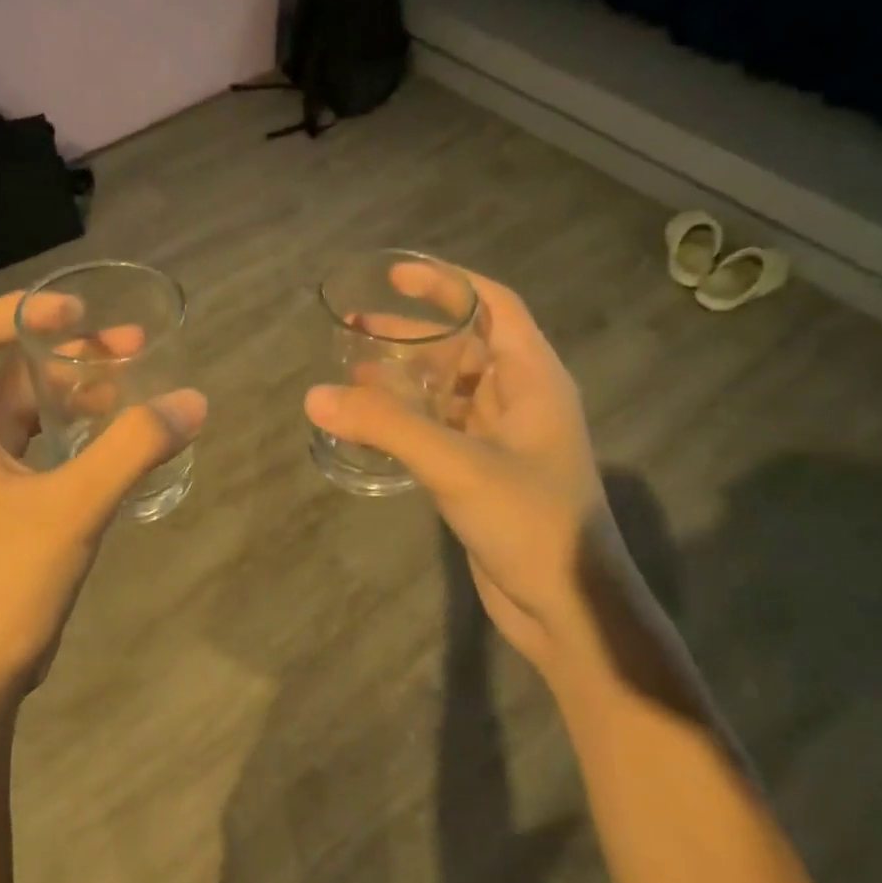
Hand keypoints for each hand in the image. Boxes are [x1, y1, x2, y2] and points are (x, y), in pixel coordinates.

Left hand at [0, 290, 206, 712]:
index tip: (82, 314)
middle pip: (9, 370)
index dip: (23, 311)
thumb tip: (192, 401)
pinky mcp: (3, 509)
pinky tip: (118, 443)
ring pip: (28, 411)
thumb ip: (133, 449)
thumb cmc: (3, 584)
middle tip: (132, 349)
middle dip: (68, 351)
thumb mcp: (73, 508)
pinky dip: (77, 434)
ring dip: (76, 392)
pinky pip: (41, 450)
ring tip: (134, 387)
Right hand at [305, 266, 613, 670]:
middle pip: (462, 347)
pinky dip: (404, 421)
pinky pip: (438, 430)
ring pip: (446, 391)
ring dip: (403, 380)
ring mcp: (500, 439)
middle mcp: (519, 400)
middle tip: (356, 327)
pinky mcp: (480, 472)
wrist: (566, 606)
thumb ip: (387, 427)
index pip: (495, 307)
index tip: (396, 275)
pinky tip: (367, 424)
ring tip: (350, 373)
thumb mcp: (457, 465)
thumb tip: (315, 396)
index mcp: (533, 379)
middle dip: (412, 334)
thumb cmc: (530, 522)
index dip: (448, 284)